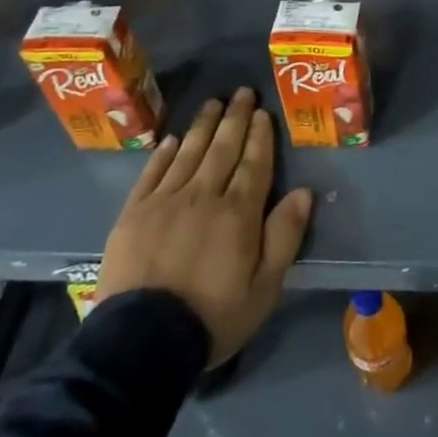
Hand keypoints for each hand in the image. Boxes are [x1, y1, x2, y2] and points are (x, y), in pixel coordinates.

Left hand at [96, 88, 313, 366]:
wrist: (141, 343)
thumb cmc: (212, 317)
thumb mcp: (265, 288)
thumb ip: (284, 236)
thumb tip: (303, 192)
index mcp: (238, 213)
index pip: (254, 164)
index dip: (260, 136)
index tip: (264, 113)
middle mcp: (203, 196)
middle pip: (223, 149)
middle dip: (235, 119)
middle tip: (243, 92)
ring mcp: (165, 201)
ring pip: (188, 153)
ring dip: (203, 125)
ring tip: (214, 103)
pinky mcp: (134, 213)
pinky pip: (152, 173)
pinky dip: (164, 153)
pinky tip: (172, 139)